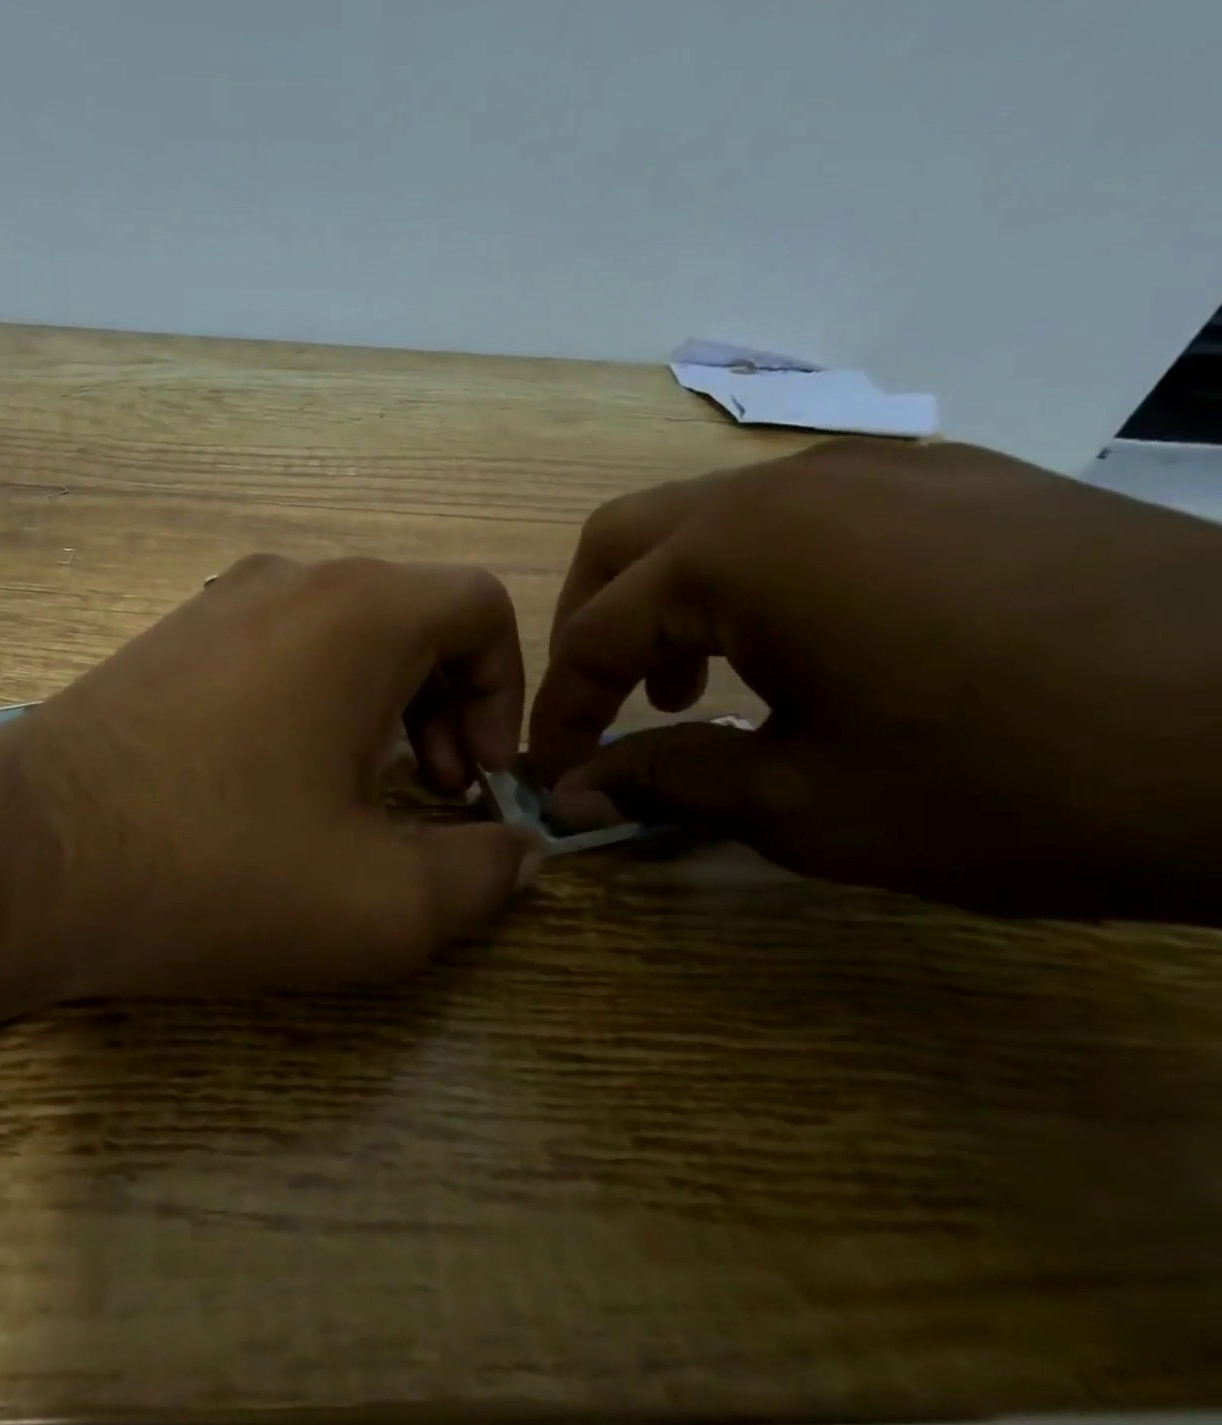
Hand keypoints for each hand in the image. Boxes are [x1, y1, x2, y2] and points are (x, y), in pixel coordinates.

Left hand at [0, 555, 541, 999]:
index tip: (472, 782)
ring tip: (353, 796)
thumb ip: (483, 875)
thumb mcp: (381, 904)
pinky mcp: (164, 641)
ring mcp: (215, 602)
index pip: (481, 608)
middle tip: (425, 795)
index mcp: (358, 611)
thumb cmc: (215, 871)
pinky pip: (274, 651)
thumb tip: (515, 851)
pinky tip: (272, 782)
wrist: (21, 862)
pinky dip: (308, 703)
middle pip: (413, 620)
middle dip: (444, 707)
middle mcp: (289, 579)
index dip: (504, 695)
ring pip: (341, 635)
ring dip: (377, 708)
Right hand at [526, 440, 1221, 920]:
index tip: (554, 772)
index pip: (594, 634)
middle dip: (588, 631)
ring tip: (690, 690)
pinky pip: (791, 518)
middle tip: (602, 710)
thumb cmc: (1019, 783)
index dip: (561, 712)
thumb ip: (666, 783)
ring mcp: (872, 468)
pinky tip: (792, 649)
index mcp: (738, 556)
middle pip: (622, 543)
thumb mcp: (807, 806)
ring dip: (664, 604)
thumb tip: (572, 794)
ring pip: (702, 521)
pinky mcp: (942, 478)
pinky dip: (745, 582)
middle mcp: (785, 485)